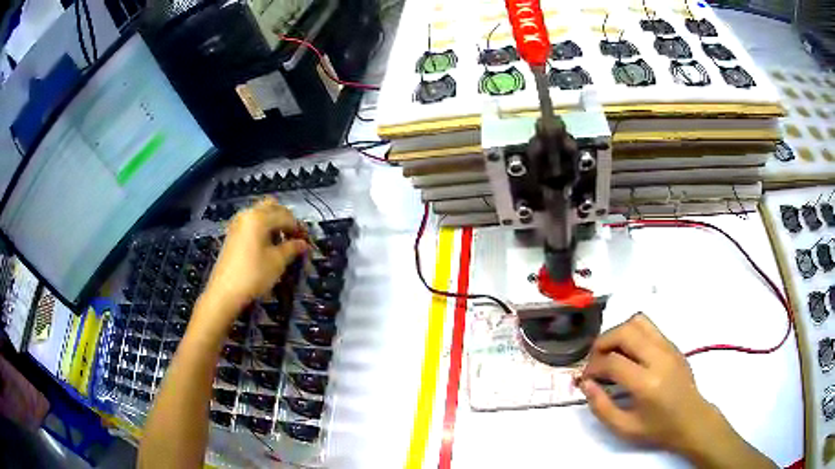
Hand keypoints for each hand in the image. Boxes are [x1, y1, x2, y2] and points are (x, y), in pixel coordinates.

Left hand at [197, 198, 308, 329]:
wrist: (225, 292)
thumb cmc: (254, 275)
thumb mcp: (277, 262)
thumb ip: (292, 248)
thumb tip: (303, 244)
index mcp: (259, 217)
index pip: (286, 216)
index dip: (299, 228)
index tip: (307, 241)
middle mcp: (248, 214)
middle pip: (272, 206)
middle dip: (286, 218)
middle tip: (295, 235)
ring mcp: (238, 223)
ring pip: (260, 213)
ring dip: (274, 222)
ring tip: (282, 241)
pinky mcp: (232, 233)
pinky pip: (251, 222)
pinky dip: (262, 227)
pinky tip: (268, 244)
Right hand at [578, 313, 717, 455]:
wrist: (691, 419)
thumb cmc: (657, 429)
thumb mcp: (624, 428)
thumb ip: (601, 406)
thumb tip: (585, 383)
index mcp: (647, 383)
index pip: (613, 362)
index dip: (592, 367)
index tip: (586, 378)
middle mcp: (659, 358)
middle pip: (625, 332)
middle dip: (602, 343)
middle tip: (595, 361)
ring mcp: (668, 347)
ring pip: (637, 322)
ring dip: (618, 333)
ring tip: (611, 352)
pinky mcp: (673, 344)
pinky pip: (649, 327)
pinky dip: (632, 334)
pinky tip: (629, 353)